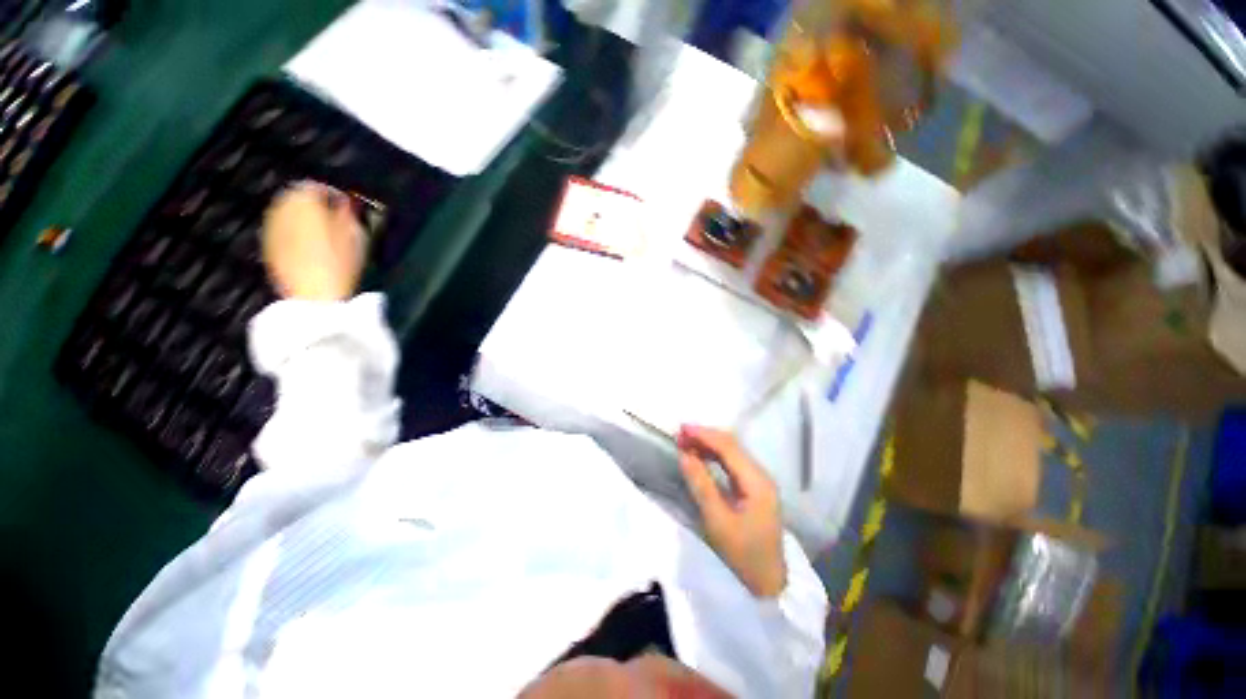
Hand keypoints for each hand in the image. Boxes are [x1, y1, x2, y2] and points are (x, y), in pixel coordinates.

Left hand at [262, 182, 363, 300]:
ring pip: (287, 213)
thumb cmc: (339, 263)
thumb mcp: (356, 236)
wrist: (313, 295)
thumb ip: (348, 214)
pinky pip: (282, 230)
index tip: (346, 206)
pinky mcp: (269, 246)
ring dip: (302, 218)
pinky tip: (309, 247)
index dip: (333, 194)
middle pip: (296, 198)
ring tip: (322, 233)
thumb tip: (345, 203)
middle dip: (313, 205)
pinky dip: (294, 232)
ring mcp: (271, 228)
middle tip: (333, 219)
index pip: (316, 186)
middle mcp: (281, 208)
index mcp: (303, 201)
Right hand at [677, 425, 786, 597]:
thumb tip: (684, 453)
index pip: (728, 447)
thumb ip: (700, 483)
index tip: (680, 428)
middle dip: (705, 437)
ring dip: (709, 445)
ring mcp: (759, 482)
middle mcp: (761, 476)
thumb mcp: (717, 521)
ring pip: (732, 453)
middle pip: (732, 446)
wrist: (767, 585)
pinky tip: (701, 456)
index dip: (704, 434)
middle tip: (679, 435)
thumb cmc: (742, 556)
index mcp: (757, 482)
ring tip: (685, 442)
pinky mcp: (754, 490)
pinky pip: (732, 464)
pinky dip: (714, 456)